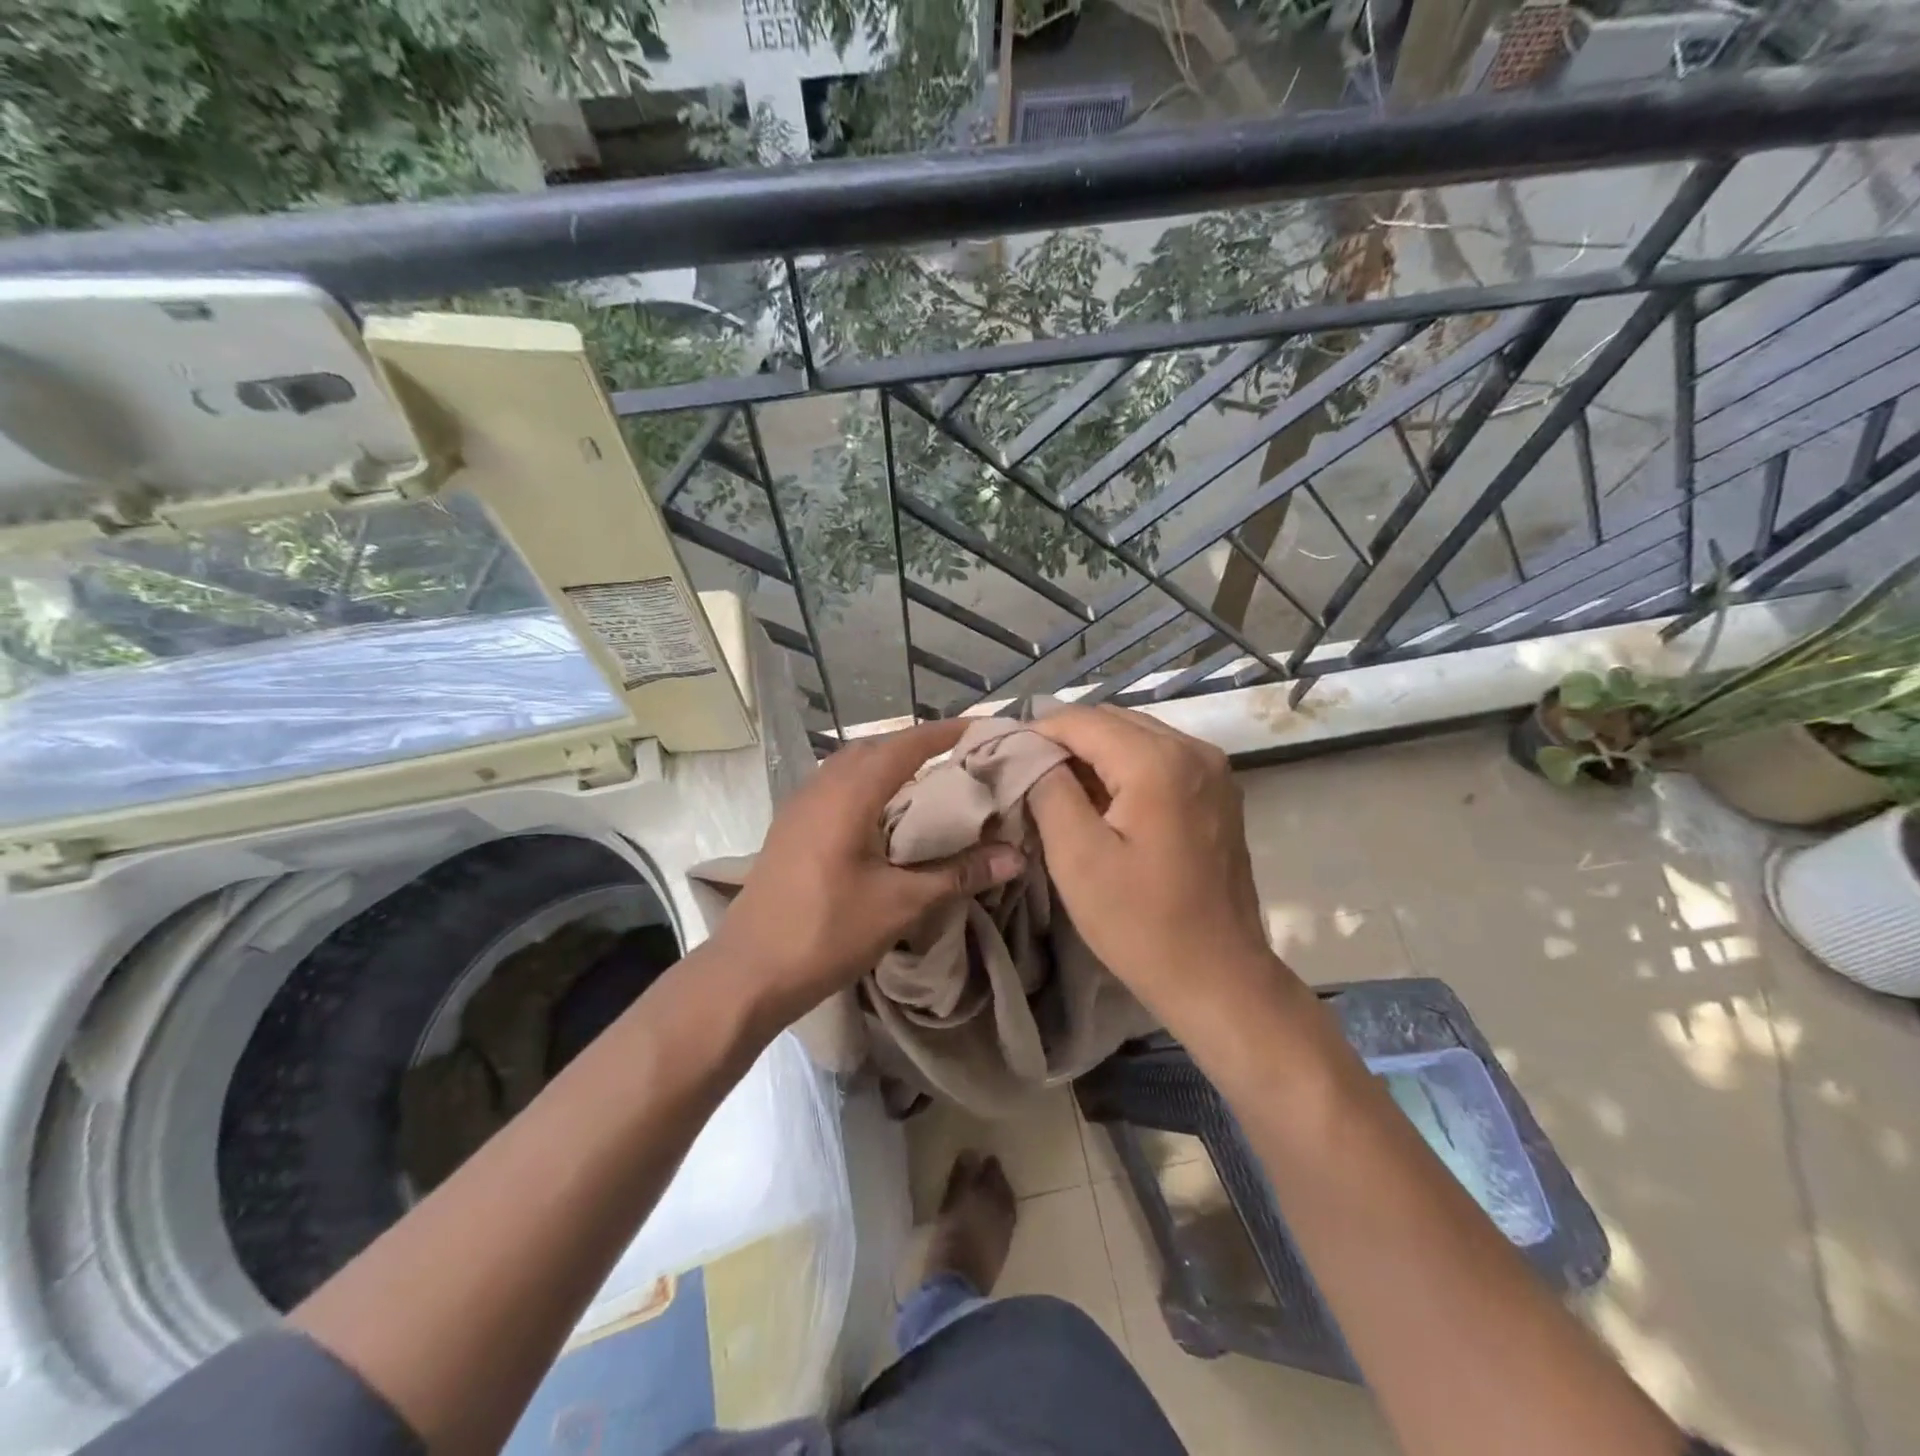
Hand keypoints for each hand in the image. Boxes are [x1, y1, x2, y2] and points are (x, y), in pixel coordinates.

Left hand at [713, 719, 1025, 1026]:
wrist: (749, 972)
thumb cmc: (827, 933)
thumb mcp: (901, 903)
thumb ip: (958, 873)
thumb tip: (1016, 857)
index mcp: (848, 794)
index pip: (905, 745)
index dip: (945, 733)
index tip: (981, 728)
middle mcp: (821, 787)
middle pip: (876, 748)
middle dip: (918, 745)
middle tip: (961, 756)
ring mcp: (799, 805)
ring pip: (851, 765)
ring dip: (889, 763)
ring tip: (928, 779)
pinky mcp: (790, 827)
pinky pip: (835, 786)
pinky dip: (867, 784)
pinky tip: (883, 813)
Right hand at [1027, 705, 1298, 1037]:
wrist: (1218, 977)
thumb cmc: (1141, 923)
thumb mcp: (1077, 857)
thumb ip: (1048, 789)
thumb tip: (1030, 753)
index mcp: (1158, 761)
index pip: (1081, 721)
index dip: (1035, 733)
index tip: (1001, 758)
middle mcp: (1193, 749)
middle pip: (1111, 721)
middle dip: (1064, 741)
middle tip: (1025, 774)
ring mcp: (1212, 769)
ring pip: (1135, 736)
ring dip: (1093, 754)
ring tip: (1056, 788)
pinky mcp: (1217, 792)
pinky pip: (1159, 758)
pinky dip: (1123, 768)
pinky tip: (1100, 801)